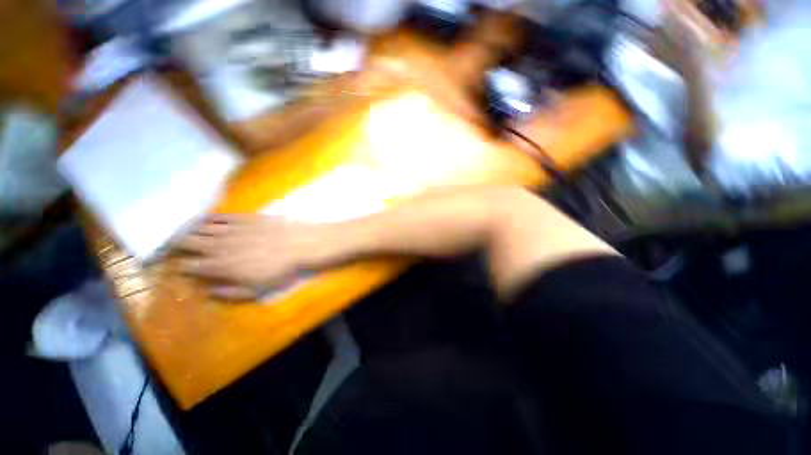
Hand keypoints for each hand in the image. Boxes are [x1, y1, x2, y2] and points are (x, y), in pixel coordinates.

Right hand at [175, 214, 319, 299]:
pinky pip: (218, 216)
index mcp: (220, 266)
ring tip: (180, 231)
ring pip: (199, 228)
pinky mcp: (242, 218)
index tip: (176, 266)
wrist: (299, 245)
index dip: (180, 266)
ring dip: (187, 230)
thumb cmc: (279, 270)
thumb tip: (208, 292)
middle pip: (188, 242)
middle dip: (175, 244)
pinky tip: (203, 219)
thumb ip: (229, 293)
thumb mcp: (256, 290)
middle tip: (168, 246)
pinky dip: (207, 218)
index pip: (191, 266)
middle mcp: (218, 246)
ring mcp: (230, 229)